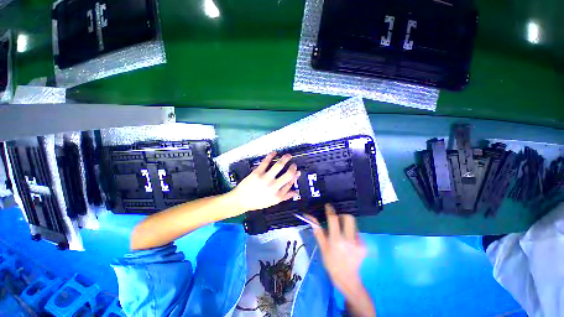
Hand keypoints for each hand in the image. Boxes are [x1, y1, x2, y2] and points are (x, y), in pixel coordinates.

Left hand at [229, 151, 300, 212]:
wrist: (241, 200)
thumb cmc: (258, 202)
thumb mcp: (273, 202)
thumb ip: (285, 196)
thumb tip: (296, 192)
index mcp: (278, 195)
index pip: (290, 183)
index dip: (295, 177)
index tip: (297, 172)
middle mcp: (273, 186)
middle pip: (287, 174)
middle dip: (293, 167)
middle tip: (294, 164)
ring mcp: (265, 178)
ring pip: (278, 166)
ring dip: (285, 159)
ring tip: (288, 155)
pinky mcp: (257, 172)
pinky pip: (266, 162)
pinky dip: (271, 155)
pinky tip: (275, 152)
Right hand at [307, 204, 375, 316]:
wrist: (347, 279)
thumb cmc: (331, 262)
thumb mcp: (322, 247)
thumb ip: (317, 231)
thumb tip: (309, 217)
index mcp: (336, 240)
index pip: (334, 219)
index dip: (330, 210)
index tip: (328, 205)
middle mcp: (348, 239)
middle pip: (349, 217)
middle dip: (342, 214)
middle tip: (338, 218)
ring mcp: (358, 243)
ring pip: (354, 224)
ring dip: (347, 224)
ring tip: (342, 232)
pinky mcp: (364, 246)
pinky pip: (357, 233)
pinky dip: (351, 233)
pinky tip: (348, 242)